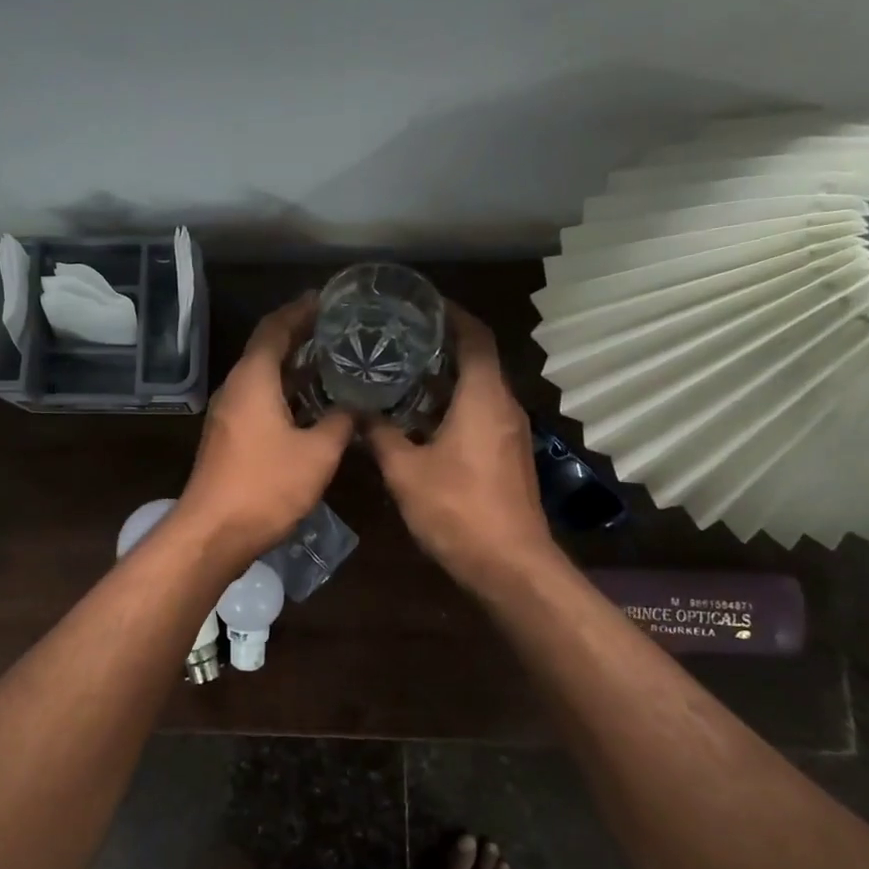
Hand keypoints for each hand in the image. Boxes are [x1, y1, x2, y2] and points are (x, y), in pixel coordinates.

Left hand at [177, 295, 355, 561]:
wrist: (213, 533)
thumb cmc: (266, 486)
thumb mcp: (317, 453)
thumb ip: (341, 422)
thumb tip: (358, 407)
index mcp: (253, 378)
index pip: (275, 328)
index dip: (300, 310)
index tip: (328, 299)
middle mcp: (236, 387)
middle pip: (267, 348)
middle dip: (300, 335)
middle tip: (339, 328)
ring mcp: (228, 413)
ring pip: (263, 375)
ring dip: (293, 365)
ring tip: (332, 359)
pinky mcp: (229, 436)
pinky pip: (259, 398)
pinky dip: (285, 390)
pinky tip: (312, 403)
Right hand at [368, 302, 555, 593]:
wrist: (510, 565)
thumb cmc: (458, 510)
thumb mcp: (405, 471)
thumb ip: (380, 434)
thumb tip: (358, 410)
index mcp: (483, 398)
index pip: (475, 336)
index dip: (452, 314)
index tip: (421, 303)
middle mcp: (504, 406)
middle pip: (478, 358)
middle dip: (443, 342)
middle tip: (399, 335)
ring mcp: (511, 431)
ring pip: (479, 387)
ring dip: (447, 374)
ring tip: (403, 369)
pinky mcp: (508, 454)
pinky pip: (481, 411)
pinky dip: (454, 401)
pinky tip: (420, 414)